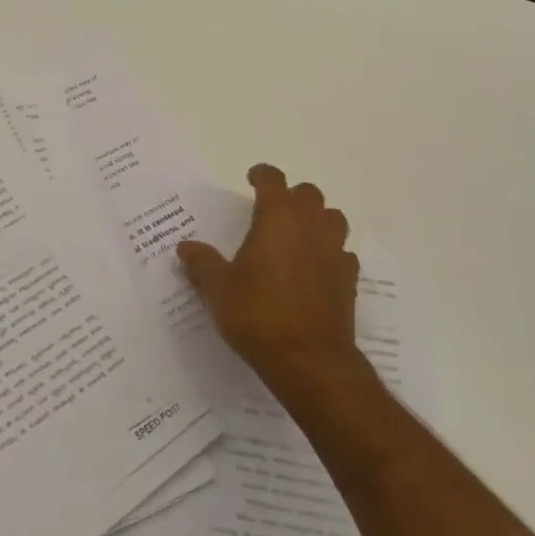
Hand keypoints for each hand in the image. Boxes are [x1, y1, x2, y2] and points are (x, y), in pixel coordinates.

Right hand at [177, 164, 362, 390]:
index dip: (262, 175)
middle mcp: (310, 226)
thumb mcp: (218, 289)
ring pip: (333, 218)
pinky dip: (330, 253)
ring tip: (297, 236)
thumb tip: (185, 247)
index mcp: (278, 217)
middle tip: (273, 211)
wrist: (308, 360)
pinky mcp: (349, 280)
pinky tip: (316, 269)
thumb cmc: (258, 314)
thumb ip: (202, 263)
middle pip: (308, 194)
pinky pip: (343, 253)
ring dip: (317, 220)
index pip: (273, 179)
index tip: (252, 179)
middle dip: (291, 196)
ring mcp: (334, 251)